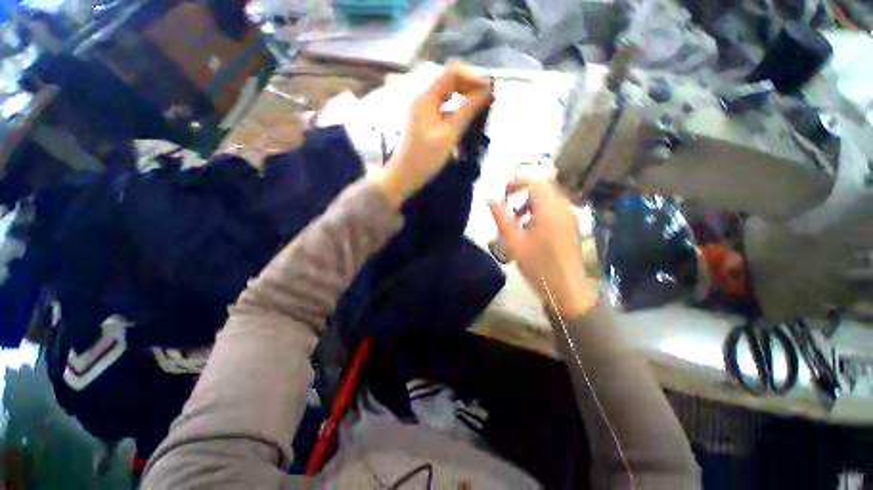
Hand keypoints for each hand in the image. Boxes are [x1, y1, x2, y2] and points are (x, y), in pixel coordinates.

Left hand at [374, 64, 492, 205]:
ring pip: (447, 95)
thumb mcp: (448, 135)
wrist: (403, 176)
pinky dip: (457, 109)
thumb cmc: (425, 158)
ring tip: (482, 106)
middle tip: (489, 98)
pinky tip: (467, 118)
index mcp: (427, 98)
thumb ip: (467, 112)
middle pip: (450, 81)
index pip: (452, 72)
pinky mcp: (425, 121)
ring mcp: (423, 110)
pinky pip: (443, 108)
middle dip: (470, 85)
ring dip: (465, 97)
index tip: (490, 88)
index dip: (473, 76)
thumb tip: (487, 92)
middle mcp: (424, 99)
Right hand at [489, 179, 596, 318]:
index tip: (502, 195)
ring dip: (530, 201)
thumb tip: (489, 198)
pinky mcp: (571, 224)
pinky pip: (555, 207)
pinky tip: (530, 227)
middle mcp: (563, 207)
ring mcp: (570, 215)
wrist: (567, 288)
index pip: (533, 181)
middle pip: (542, 186)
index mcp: (549, 209)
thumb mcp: (514, 242)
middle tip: (507, 206)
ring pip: (549, 196)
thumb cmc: (538, 266)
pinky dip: (540, 209)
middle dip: (522, 192)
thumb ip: (501, 218)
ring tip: (517, 218)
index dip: (515, 183)